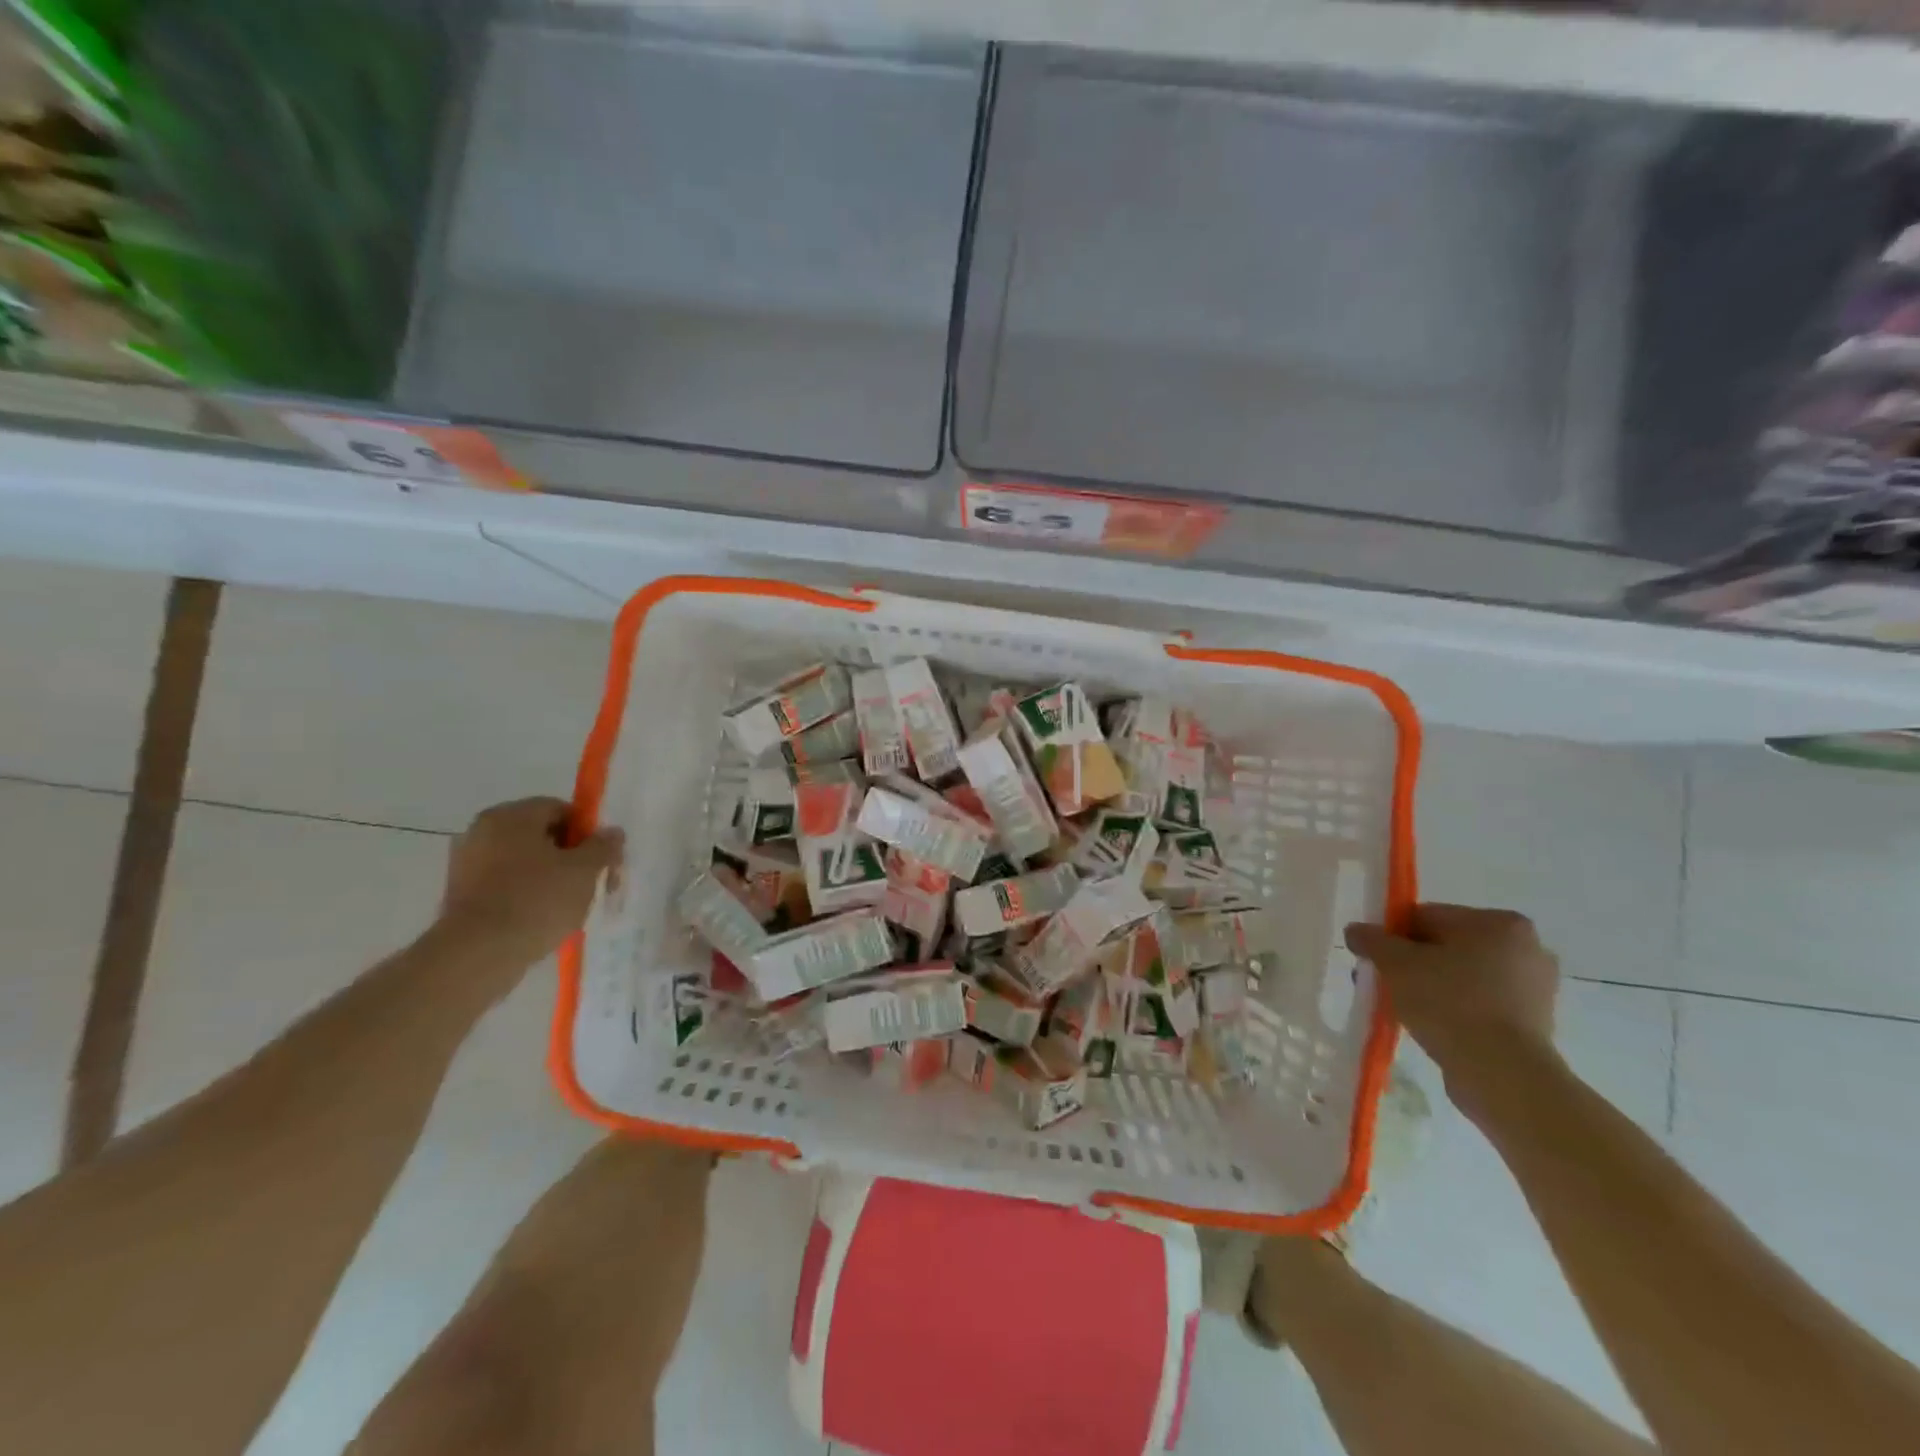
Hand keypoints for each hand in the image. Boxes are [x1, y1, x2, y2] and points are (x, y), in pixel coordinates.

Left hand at [439, 798, 623, 973]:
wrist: (477, 955)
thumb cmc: (536, 901)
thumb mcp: (584, 871)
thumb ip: (603, 846)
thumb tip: (612, 832)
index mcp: (511, 816)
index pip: (560, 810)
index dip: (588, 832)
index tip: (602, 859)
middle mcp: (483, 831)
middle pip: (541, 835)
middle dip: (570, 857)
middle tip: (592, 883)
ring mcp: (467, 863)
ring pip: (523, 862)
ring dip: (549, 877)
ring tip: (569, 907)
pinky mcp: (460, 895)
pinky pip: (505, 885)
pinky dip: (526, 895)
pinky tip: (541, 919)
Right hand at [1345, 904, 1561, 1119]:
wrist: (1502, 1074)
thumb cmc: (1450, 1003)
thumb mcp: (1395, 963)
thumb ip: (1371, 939)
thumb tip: (1356, 931)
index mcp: (1500, 923)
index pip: (1428, 916)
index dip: (1394, 936)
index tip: (1376, 960)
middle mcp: (1527, 948)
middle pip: (1447, 946)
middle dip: (1413, 963)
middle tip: (1386, 985)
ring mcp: (1536, 989)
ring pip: (1463, 976)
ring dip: (1433, 987)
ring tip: (1406, 1010)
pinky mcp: (1535, 1023)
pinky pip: (1481, 1004)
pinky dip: (1457, 1010)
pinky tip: (1435, 1027)